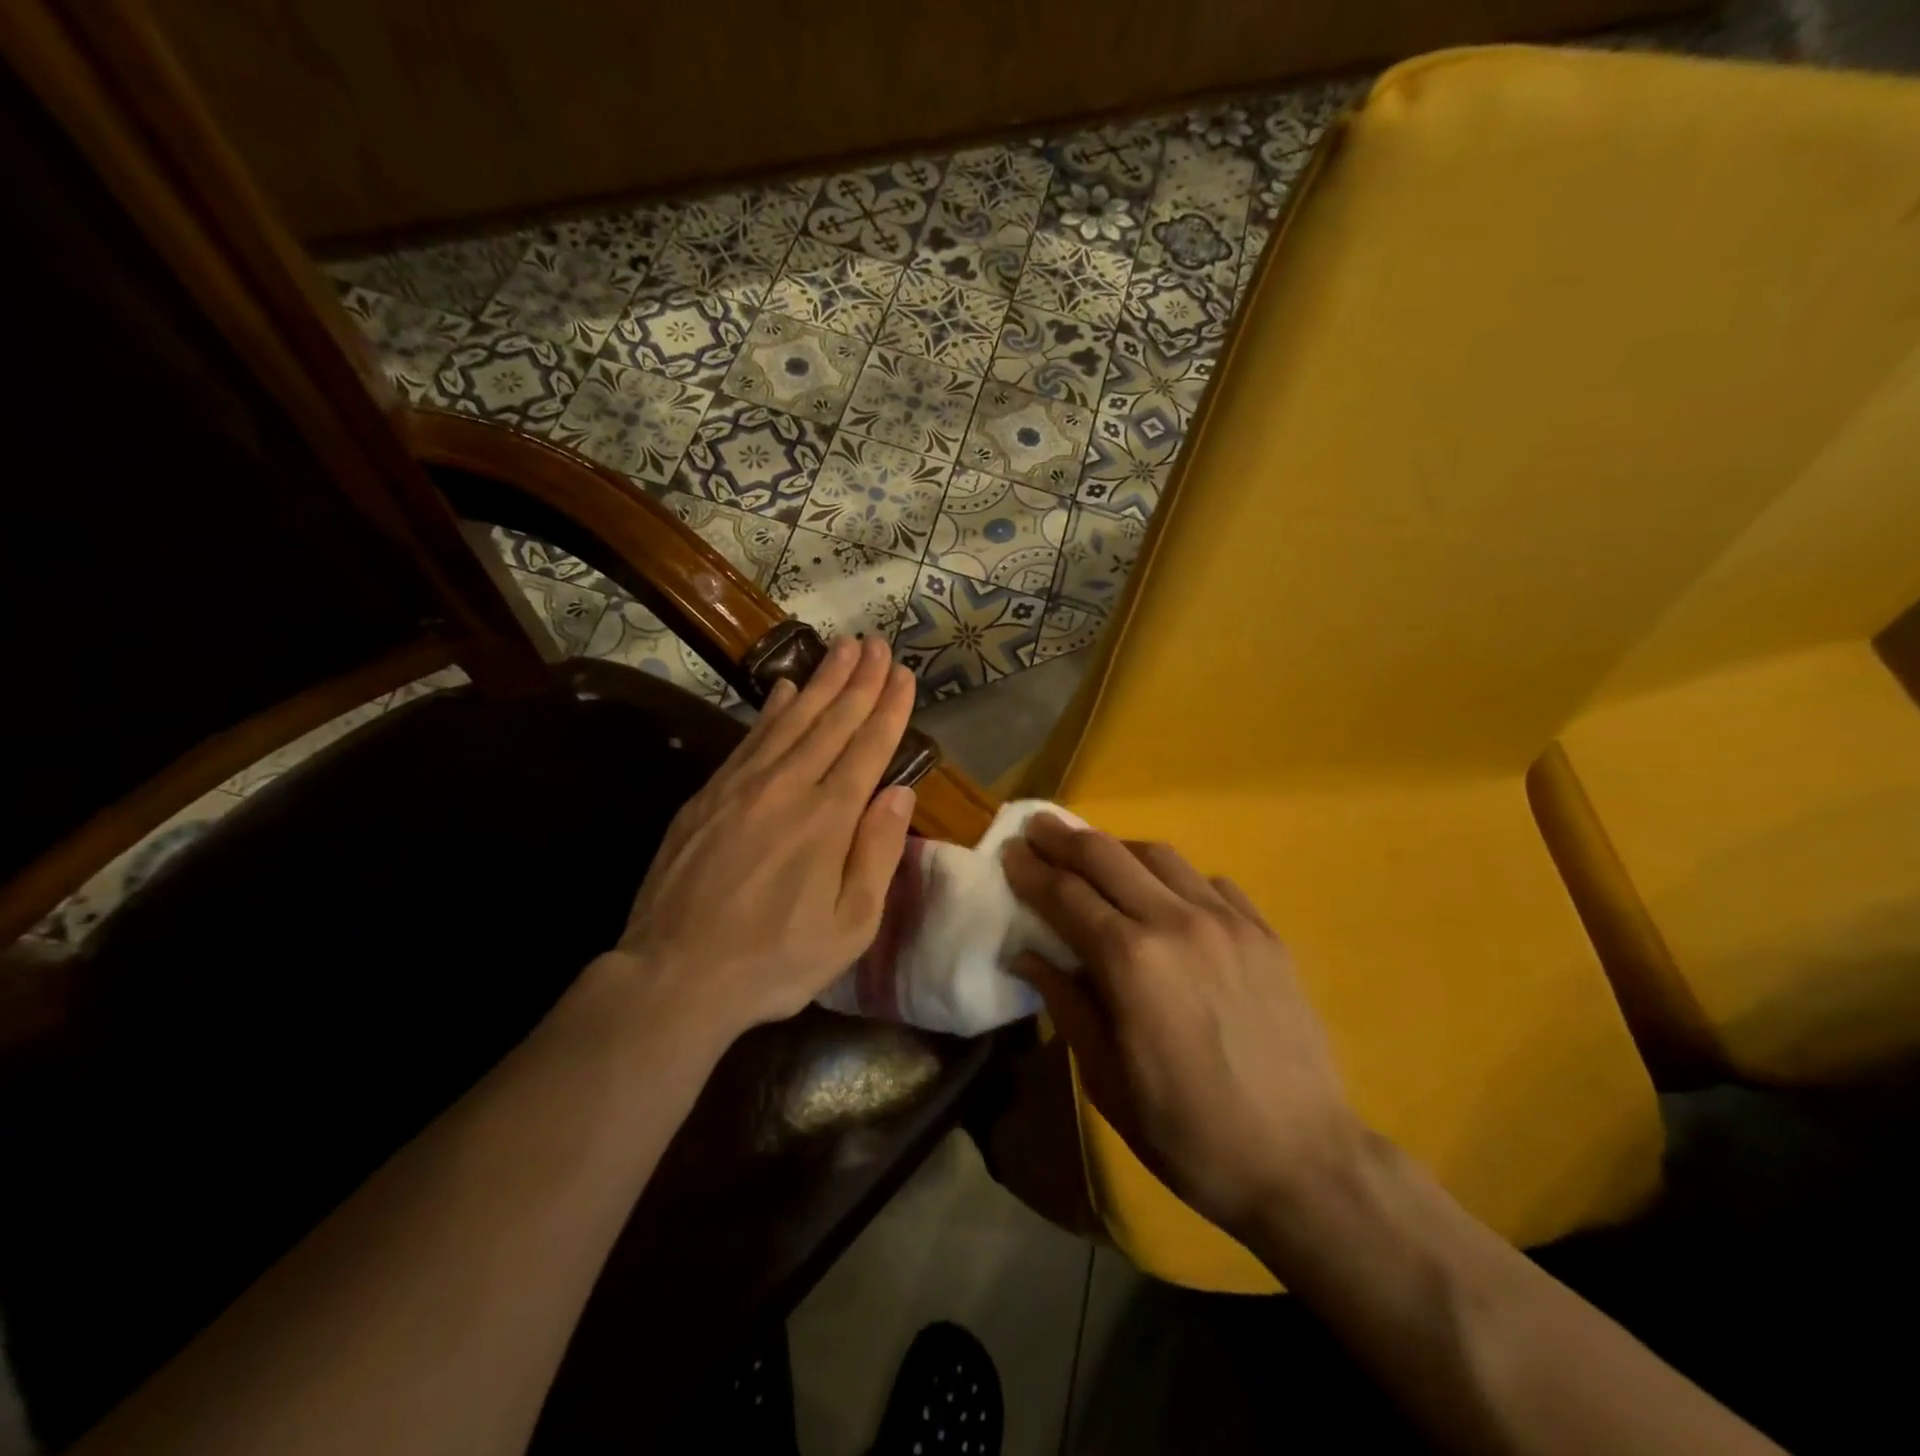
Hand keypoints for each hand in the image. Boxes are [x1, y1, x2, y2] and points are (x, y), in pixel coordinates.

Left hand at [610, 636, 917, 1043]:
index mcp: (829, 818)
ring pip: (791, 718)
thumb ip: (878, 853)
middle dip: (859, 679)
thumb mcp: (850, 925)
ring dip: (820, 680)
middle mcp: (788, 786)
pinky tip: (784, 688)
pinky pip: (750, 738)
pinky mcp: (709, 795)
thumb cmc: (774, 960)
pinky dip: (771, 708)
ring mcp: (743, 786)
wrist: (675, 975)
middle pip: (832, 720)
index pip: (868, 747)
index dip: (889, 707)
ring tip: (842, 648)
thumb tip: (900, 792)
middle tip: (877, 642)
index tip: (903, 673)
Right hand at [1003, 817, 1359, 1239]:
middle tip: (1038, 827)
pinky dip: (1175, 878)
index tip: (1008, 851)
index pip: (1066, 895)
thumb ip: (1065, 1004)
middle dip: (1064, 838)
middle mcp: (1176, 922)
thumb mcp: (1107, 1079)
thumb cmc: (1188, 1132)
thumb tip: (1026, 954)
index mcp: (1130, 961)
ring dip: (1118, 849)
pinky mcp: (1265, 933)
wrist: (1304, 1162)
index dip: (1031, 870)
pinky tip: (1167, 895)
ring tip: (1096, 856)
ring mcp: (1228, 922)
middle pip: (1107, 856)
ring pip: (1160, 856)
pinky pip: (1211, 882)